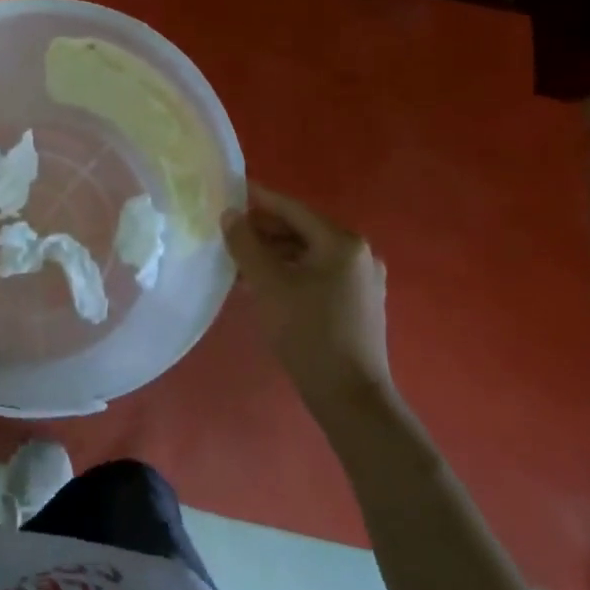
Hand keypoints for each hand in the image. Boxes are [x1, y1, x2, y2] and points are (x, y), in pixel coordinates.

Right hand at [222, 182, 390, 397]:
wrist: (350, 398)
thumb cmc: (308, 333)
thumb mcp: (268, 284)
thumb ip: (245, 244)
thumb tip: (229, 214)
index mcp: (341, 242)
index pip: (292, 209)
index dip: (257, 199)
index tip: (229, 192)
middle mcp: (357, 253)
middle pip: (301, 230)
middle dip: (263, 231)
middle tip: (228, 233)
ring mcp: (362, 280)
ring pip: (308, 254)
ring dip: (274, 254)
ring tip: (238, 261)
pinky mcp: (358, 303)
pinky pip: (317, 274)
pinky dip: (290, 272)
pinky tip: (263, 285)